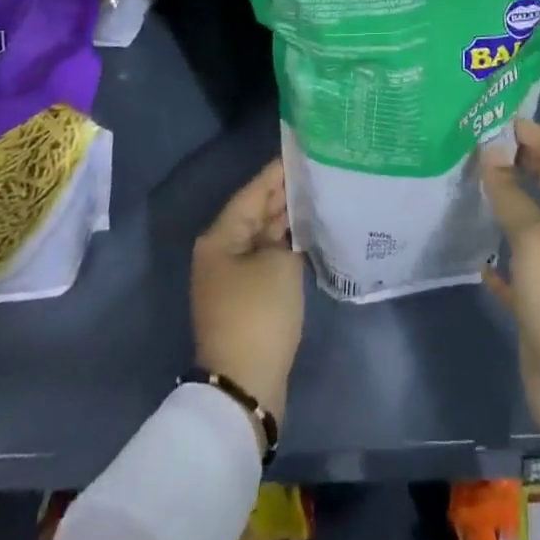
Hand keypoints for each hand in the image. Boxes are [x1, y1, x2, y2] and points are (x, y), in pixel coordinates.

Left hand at [191, 158, 304, 432]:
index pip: (253, 192)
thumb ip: (288, 232)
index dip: (278, 172)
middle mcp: (221, 252)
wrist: (244, 387)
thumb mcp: (279, 264)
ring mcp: (232, 277)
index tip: (303, 152)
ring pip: (262, 236)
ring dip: (287, 221)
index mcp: (220, 237)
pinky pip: (266, 259)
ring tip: (319, 197)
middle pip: (256, 212)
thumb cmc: (259, 314)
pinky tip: (310, 235)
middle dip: (285, 195)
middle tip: (318, 173)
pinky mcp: (246, 299)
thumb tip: (291, 222)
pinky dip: (285, 246)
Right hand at [480, 120, 539, 440]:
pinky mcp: (536, 308)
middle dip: (524, 163)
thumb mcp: (536, 241)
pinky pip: (514, 273)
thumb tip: (491, 153)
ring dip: (508, 205)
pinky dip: (497, 261)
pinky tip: (476, 258)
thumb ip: (512, 198)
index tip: (505, 121)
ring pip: (529, 227)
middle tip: (485, 148)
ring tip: (474, 187)